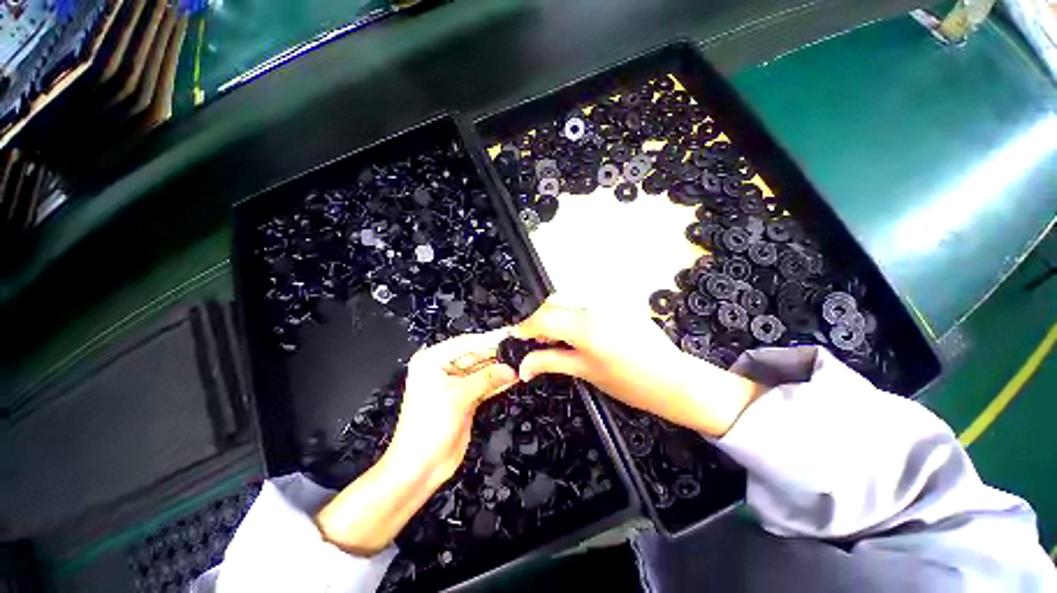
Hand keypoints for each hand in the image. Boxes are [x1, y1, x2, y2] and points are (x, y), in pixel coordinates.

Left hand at [388, 330, 518, 488]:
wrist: (420, 467)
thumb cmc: (428, 427)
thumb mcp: (458, 396)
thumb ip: (486, 378)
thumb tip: (510, 368)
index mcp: (433, 360)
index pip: (467, 343)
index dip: (490, 339)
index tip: (511, 334)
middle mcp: (443, 368)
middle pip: (476, 355)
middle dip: (497, 354)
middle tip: (520, 349)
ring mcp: (455, 384)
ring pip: (482, 370)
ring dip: (500, 368)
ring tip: (521, 362)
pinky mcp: (464, 398)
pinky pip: (484, 385)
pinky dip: (498, 382)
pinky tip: (513, 377)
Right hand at [512, 294, 763, 436]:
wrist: (673, 379)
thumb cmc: (630, 383)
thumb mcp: (585, 372)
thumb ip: (550, 362)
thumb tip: (522, 367)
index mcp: (586, 327)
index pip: (543, 318)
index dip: (525, 328)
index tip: (516, 337)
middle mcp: (595, 306)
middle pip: (553, 302)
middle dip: (539, 319)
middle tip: (537, 341)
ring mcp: (608, 301)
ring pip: (568, 299)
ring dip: (555, 314)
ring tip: (556, 338)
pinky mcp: (617, 301)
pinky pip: (586, 301)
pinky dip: (572, 312)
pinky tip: (576, 331)